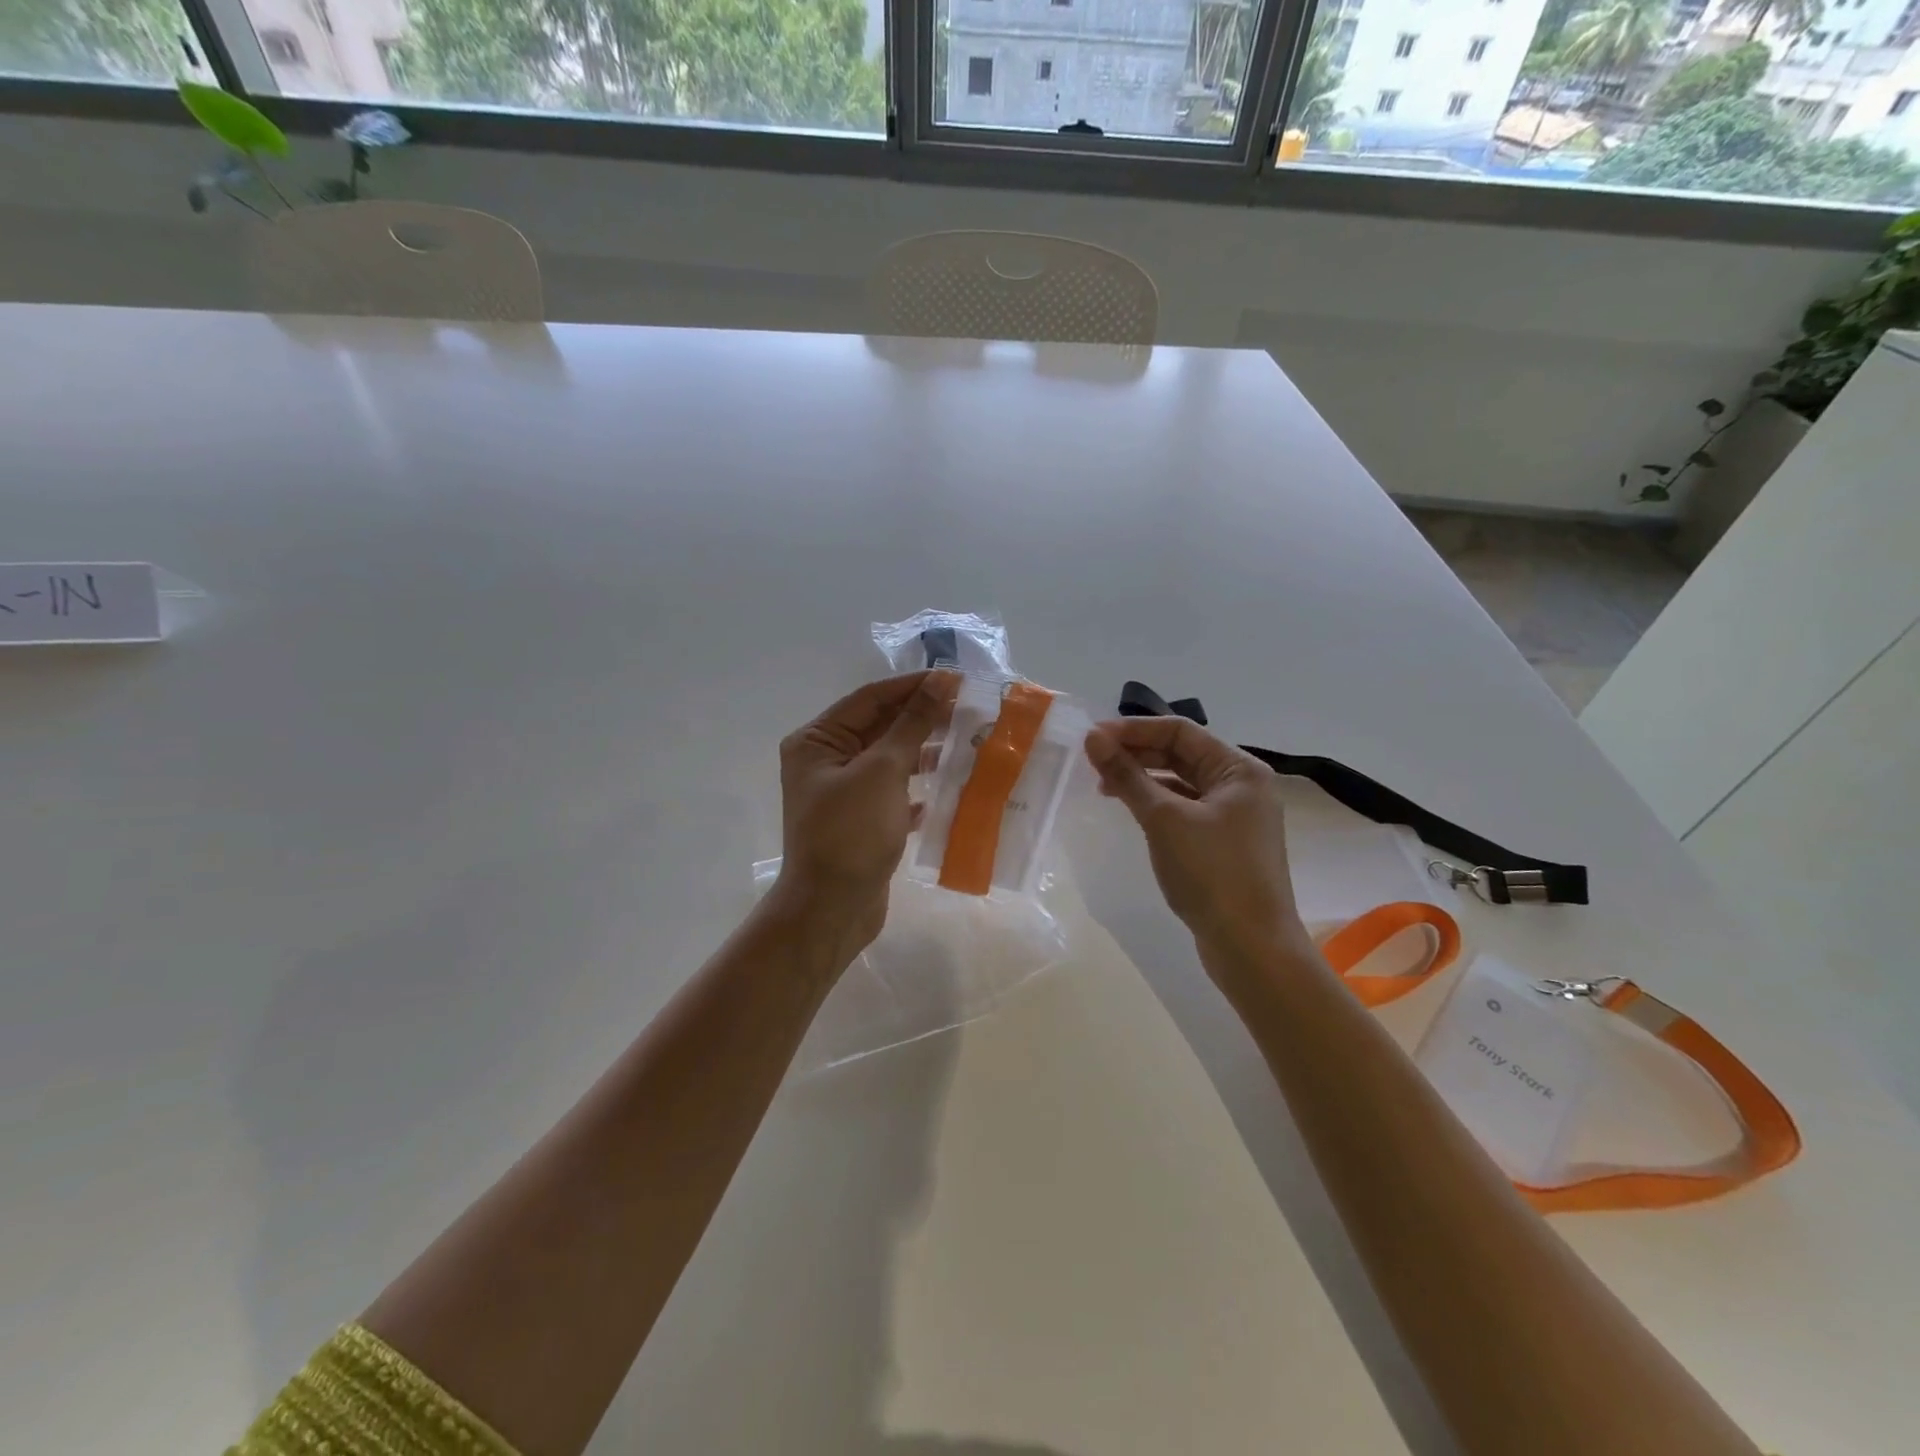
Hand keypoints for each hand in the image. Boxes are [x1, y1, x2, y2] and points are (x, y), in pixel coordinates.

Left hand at [774, 670, 958, 954]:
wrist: (831, 909)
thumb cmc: (850, 833)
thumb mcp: (882, 771)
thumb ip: (912, 724)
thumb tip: (940, 681)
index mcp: (817, 741)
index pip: (870, 698)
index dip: (913, 686)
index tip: (957, 679)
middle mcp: (825, 761)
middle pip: (880, 726)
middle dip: (922, 718)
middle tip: (969, 709)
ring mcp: (843, 793)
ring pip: (890, 760)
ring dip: (924, 752)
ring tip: (967, 744)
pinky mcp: (861, 820)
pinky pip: (894, 792)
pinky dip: (919, 788)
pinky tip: (948, 787)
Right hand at [1085, 717, 1308, 965]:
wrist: (1251, 948)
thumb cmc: (1211, 873)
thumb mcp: (1164, 820)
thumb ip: (1127, 776)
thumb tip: (1093, 738)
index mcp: (1239, 769)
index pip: (1180, 731)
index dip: (1133, 729)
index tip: (1092, 738)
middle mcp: (1242, 786)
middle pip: (1182, 754)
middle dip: (1136, 753)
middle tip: (1092, 760)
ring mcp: (1235, 817)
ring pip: (1181, 783)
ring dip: (1143, 778)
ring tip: (1103, 786)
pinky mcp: (1224, 844)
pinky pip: (1185, 809)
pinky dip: (1156, 804)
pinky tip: (1131, 811)